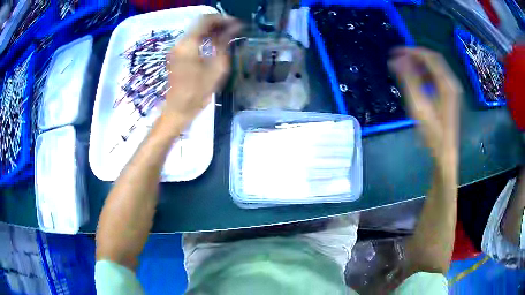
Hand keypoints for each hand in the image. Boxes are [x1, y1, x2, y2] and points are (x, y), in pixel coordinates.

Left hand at [164, 15, 240, 122]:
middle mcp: (180, 42)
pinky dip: (204, 37)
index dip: (222, 19)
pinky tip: (214, 43)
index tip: (236, 24)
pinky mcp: (177, 54)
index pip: (206, 20)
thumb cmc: (198, 91)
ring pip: (196, 31)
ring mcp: (177, 48)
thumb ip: (224, 43)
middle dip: (217, 24)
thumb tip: (233, 29)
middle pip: (199, 24)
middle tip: (233, 30)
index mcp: (188, 43)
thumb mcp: (217, 67)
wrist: (179, 108)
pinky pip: (192, 39)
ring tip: (227, 36)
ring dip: (211, 30)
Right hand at [389, 48, 461, 169]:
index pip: (429, 57)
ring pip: (435, 68)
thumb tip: (396, 60)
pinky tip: (416, 80)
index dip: (412, 51)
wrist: (445, 153)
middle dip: (415, 56)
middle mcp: (451, 83)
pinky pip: (437, 77)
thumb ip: (408, 81)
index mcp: (446, 84)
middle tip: (399, 58)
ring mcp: (452, 90)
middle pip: (433, 59)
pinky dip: (426, 74)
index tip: (396, 52)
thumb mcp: (419, 107)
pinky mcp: (450, 96)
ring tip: (405, 69)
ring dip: (420, 65)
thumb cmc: (433, 133)